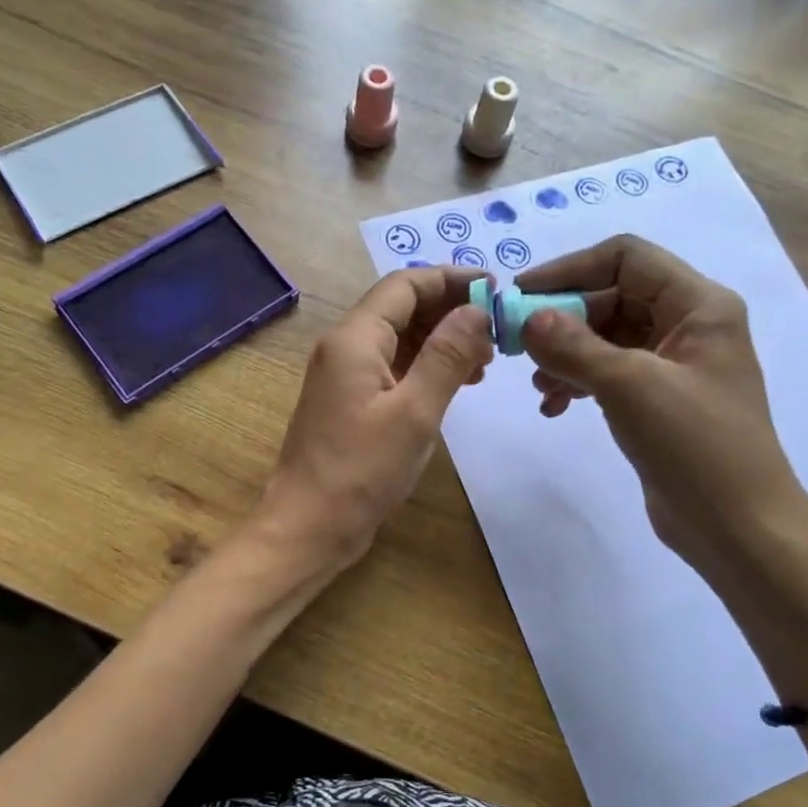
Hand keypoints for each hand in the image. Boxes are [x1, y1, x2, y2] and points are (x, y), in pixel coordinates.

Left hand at [261, 267, 491, 569]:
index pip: (405, 284)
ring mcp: (345, 376)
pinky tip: (457, 384)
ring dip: (441, 341)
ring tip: (486, 361)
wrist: (308, 527)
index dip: (451, 279)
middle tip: (498, 330)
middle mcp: (345, 347)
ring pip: (399, 339)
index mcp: (355, 339)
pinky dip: (426, 367)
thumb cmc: (361, 471)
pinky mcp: (351, 402)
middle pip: (401, 308)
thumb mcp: (415, 412)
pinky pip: (393, 368)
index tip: (496, 289)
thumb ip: (447, 356)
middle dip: (450, 311)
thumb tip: (477, 310)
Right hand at [517, 235, 807, 577]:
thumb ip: (573, 345)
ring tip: (539, 385)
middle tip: (519, 346)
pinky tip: (554, 407)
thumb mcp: (629, 386)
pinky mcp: (659, 400)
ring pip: (606, 337)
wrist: (738, 528)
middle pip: (612, 296)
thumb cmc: (694, 444)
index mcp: (698, 305)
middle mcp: (688, 325)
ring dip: (566, 353)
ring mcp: (674, 365)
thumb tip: (527, 318)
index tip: (521, 295)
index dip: (570, 269)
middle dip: (563, 319)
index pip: (626, 258)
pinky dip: (579, 382)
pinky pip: (610, 373)